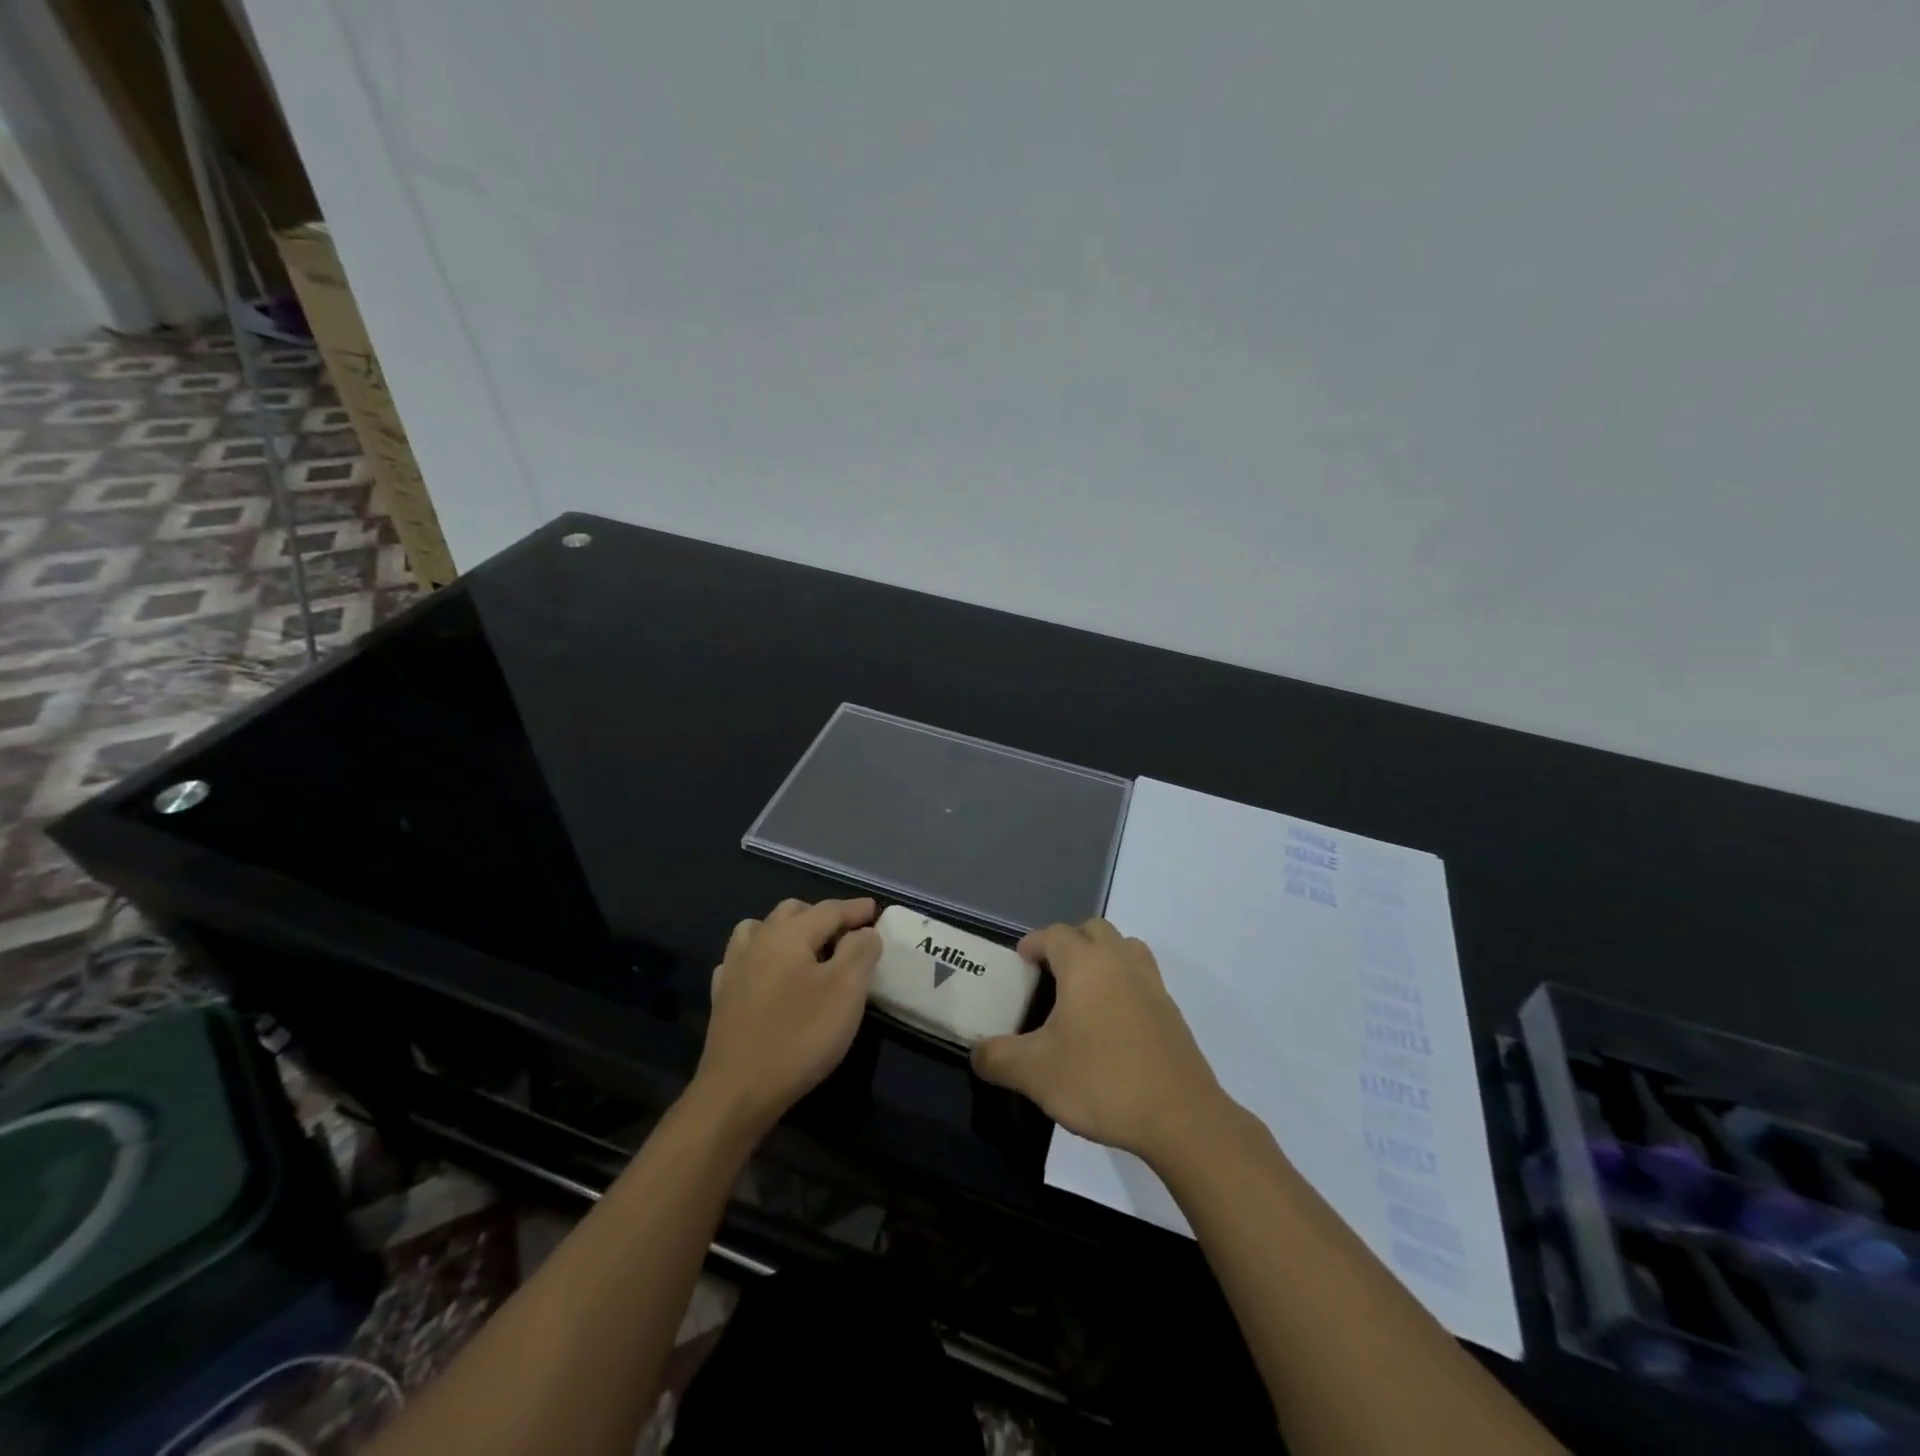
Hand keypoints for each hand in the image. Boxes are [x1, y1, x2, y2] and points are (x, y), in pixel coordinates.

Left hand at [693, 897, 881, 1132]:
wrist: (737, 1091)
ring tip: (808, 949)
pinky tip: (769, 974)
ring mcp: (734, 968)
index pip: (829, 910)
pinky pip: (743, 959)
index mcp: (788, 934)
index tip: (875, 910)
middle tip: (847, 933)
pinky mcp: (722, 997)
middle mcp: (757, 941)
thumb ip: (860, 952)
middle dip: (822, 915)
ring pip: (761, 929)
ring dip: (788, 930)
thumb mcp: (846, 991)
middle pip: (792, 912)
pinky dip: (762, 956)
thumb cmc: (799, 1036)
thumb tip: (864, 931)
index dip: (855, 909)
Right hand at [971, 919, 1228, 1166]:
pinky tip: (1111, 1021)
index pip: (1055, 935)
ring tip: (1083, 989)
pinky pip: (1142, 977)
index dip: (1034, 943)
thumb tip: (976, 1054)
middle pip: (1093, 930)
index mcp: (1086, 964)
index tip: (1020, 960)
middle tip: (1049, 972)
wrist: (1180, 1117)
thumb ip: (997, 1058)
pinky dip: (1123, 982)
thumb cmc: (1101, 1081)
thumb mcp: (1035, 1074)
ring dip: (1101, 956)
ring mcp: (1151, 984)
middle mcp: (1120, 962)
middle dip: (1069, 942)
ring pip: (1124, 947)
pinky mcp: (1170, 1011)